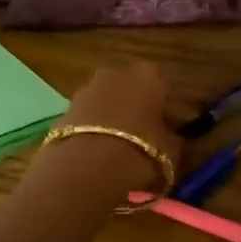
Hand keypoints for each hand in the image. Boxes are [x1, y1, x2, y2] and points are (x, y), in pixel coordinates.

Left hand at [37, 62, 180, 199]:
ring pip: (109, 103)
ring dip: (115, 120)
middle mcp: (117, 73)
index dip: (170, 112)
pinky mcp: (64, 109)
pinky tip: (99, 154)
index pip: (166, 89)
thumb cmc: (140, 153)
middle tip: (147, 141)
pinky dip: (95, 131)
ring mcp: (86, 88)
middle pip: (134, 91)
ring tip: (121, 151)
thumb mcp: (173, 152)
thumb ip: (176, 140)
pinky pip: (89, 118)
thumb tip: (174, 138)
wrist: (84, 168)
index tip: (172, 133)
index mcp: (150, 76)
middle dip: (140, 111)